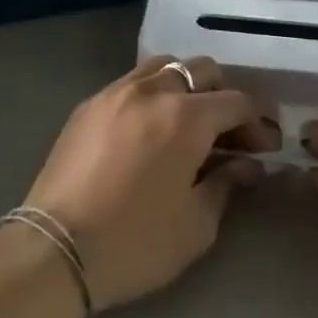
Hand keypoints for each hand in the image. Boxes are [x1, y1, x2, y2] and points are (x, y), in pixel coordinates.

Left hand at [22, 56, 278, 310]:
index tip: (263, 150)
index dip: (256, 124)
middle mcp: (151, 91)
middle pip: (201, 70)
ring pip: (163, 66)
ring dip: (185, 86)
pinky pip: (130, 82)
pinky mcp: (87, 106)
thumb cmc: (135, 242)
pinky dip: (151, 94)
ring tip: (188, 122)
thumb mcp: (196, 225)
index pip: (236, 101)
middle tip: (229, 134)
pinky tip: (149, 127)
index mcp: (185, 117)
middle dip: (223, 96)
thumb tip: (249, 166)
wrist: (54, 251)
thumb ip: (227, 184)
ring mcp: (114, 93)